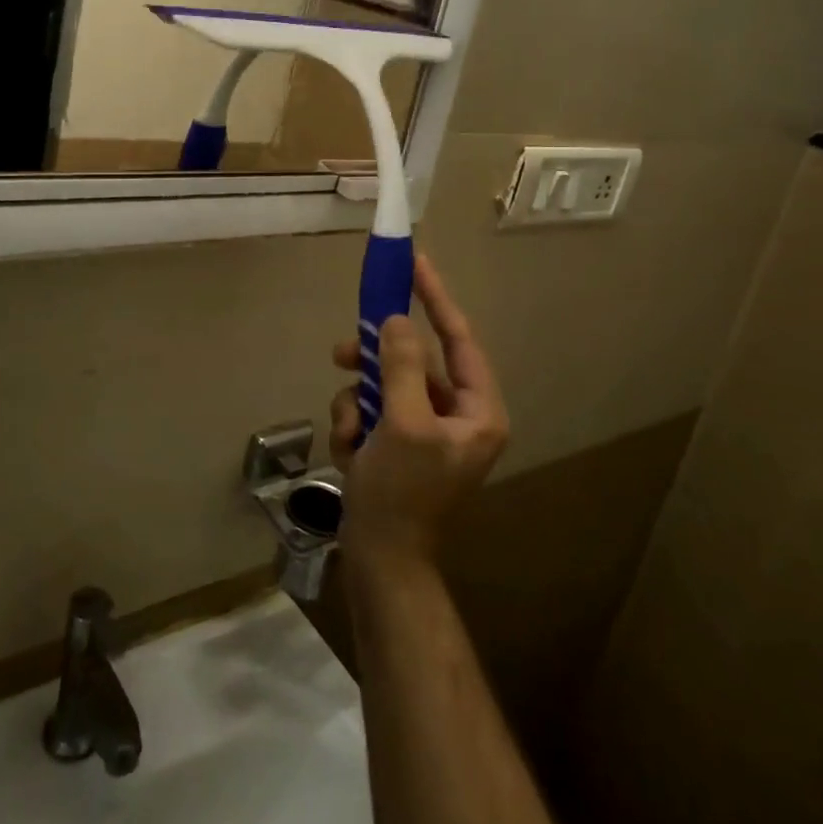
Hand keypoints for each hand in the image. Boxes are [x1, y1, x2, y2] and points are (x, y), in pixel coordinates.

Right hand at [329, 255, 508, 569]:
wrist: (380, 560)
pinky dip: (354, 423)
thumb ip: (401, 366)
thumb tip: (398, 320)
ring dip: (358, 401)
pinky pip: (371, 408)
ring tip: (348, 431)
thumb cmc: (402, 494)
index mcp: (478, 410)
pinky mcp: (397, 441)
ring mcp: (425, 427)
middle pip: (412, 360)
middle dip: (376, 362)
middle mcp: (457, 414)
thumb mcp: (403, 425)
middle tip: (345, 352)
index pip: (458, 338)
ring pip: (385, 382)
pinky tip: (350, 451)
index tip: (415, 263)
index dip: (436, 298)